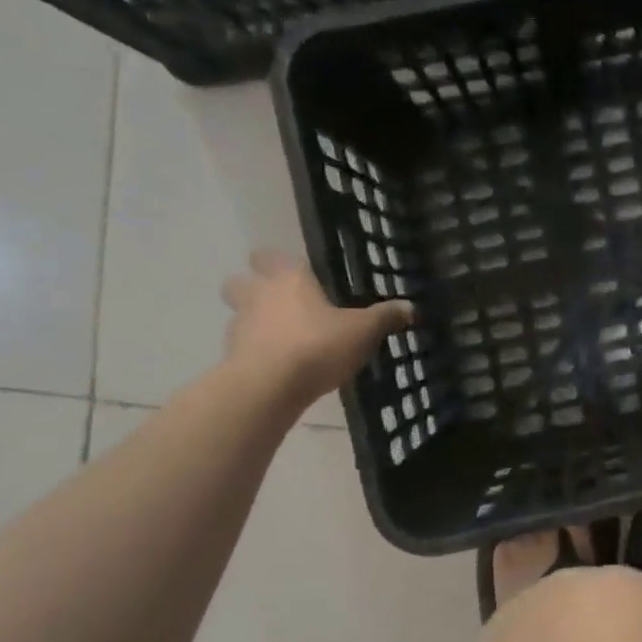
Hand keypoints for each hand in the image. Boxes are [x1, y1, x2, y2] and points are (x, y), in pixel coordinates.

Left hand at [221, 250, 412, 409]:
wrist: (268, 386)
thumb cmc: (317, 346)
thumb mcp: (363, 332)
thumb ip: (384, 318)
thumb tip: (409, 307)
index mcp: (288, 278)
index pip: (271, 255)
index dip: (280, 262)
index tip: (297, 274)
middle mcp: (258, 294)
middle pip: (241, 280)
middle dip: (255, 287)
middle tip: (281, 303)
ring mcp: (239, 325)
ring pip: (239, 313)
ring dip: (254, 321)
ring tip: (282, 339)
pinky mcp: (231, 356)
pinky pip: (243, 346)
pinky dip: (256, 352)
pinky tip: (278, 366)